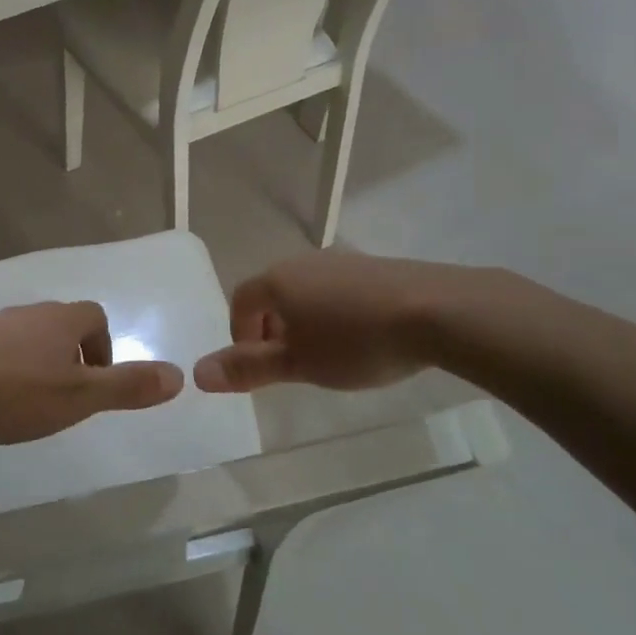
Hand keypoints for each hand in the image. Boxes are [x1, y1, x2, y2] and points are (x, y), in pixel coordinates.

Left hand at [0, 301, 182, 445]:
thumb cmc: (14, 394)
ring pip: (28, 338)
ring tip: (28, 404)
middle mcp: (27, 313)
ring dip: (37, 364)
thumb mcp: (79, 398)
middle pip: (62, 325)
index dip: (103, 349)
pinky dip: (5, 369)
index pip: (95, 317)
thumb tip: (180, 376)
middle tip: (64, 399)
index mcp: (60, 319)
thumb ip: (127, 387)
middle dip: (71, 358)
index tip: (92, 385)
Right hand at [193, 251, 488, 392]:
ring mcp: (343, 261)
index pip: (241, 300)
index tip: (260, 366)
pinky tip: (363, 338)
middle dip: (272, 329)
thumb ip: (248, 369)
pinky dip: (336, 312)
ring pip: (307, 291)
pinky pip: (339, 289)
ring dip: (305, 321)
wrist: (438, 311)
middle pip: (273, 293)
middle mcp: (304, 262)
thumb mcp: (298, 364)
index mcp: (277, 281)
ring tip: (329, 355)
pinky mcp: (376, 267)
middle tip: (292, 364)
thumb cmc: (356, 342)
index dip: (241, 334)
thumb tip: (197, 373)